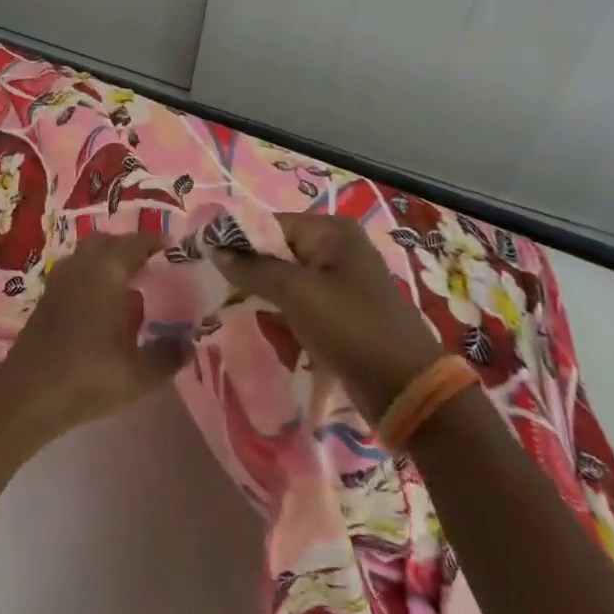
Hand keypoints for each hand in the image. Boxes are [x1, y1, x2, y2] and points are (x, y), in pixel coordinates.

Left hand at [0, 231, 186, 440]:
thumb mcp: (139, 374)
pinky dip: (93, 278)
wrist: (27, 395)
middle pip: (107, 242)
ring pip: (88, 256)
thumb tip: (189, 342)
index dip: (156, 243)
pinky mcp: (47, 298)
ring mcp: (59, 280)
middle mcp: (81, 266)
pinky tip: (105, 308)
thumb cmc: (87, 377)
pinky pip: (75, 273)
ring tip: (132, 287)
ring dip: (109, 262)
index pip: (135, 243)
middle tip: (154, 266)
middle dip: (130, 248)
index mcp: (105, 272)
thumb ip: (168, 355)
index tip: (175, 249)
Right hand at [212, 213, 444, 421]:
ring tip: (264, 325)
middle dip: (253, 276)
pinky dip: (286, 318)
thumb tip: (216, 250)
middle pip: (275, 251)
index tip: (207, 261)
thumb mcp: (295, 293)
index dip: (236, 241)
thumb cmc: (350, 328)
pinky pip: (299, 304)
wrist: (406, 389)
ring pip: (284, 280)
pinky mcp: (341, 310)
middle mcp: (336, 247)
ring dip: (268, 302)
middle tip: (231, 298)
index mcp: (331, 231)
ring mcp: (340, 280)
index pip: (268, 224)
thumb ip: (252, 268)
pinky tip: (282, 340)